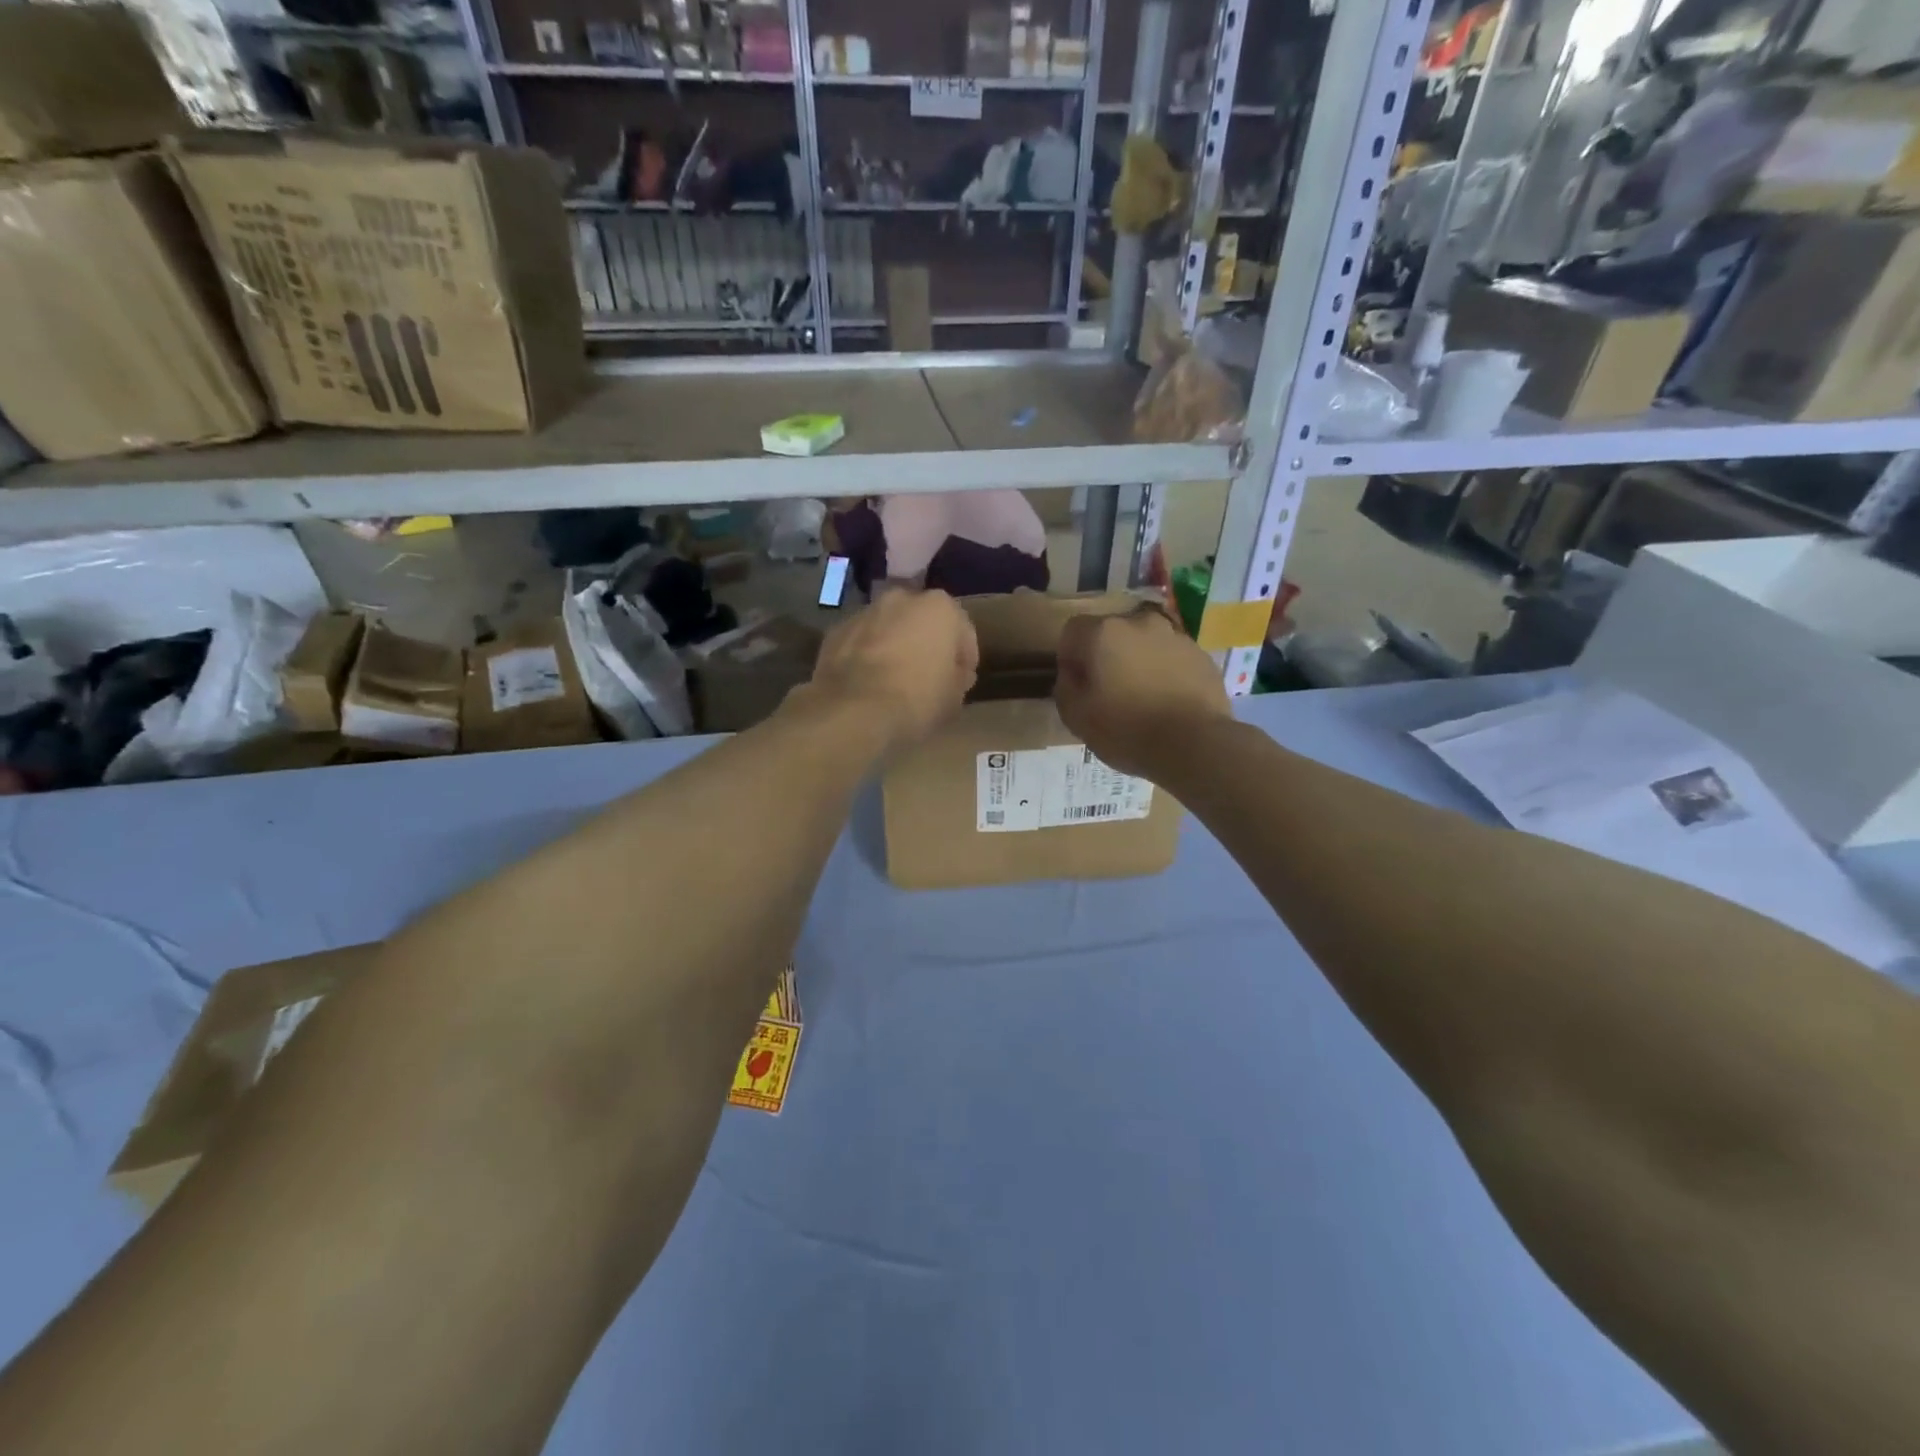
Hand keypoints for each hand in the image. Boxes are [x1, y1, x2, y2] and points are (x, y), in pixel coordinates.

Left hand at [805, 588, 977, 748]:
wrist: (854, 710)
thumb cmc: (917, 699)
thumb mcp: (954, 698)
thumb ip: (958, 678)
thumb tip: (954, 674)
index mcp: (940, 607)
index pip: (963, 632)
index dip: (964, 659)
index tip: (961, 681)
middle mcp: (901, 598)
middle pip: (922, 622)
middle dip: (927, 644)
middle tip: (928, 677)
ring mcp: (864, 612)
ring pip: (888, 628)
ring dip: (894, 646)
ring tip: (894, 681)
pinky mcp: (835, 632)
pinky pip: (861, 642)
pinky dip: (866, 656)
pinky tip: (867, 683)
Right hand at [1055, 606, 1231, 778]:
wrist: (1195, 744)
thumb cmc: (1126, 730)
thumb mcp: (1076, 717)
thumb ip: (1065, 687)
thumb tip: (1072, 674)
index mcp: (1103, 633)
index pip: (1073, 631)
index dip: (1069, 657)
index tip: (1077, 686)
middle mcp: (1139, 623)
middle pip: (1111, 633)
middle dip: (1106, 656)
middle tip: (1108, 693)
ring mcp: (1175, 636)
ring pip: (1144, 643)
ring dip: (1137, 662)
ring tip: (1142, 699)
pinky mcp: (1201, 655)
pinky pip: (1172, 658)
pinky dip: (1165, 672)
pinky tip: (1167, 702)